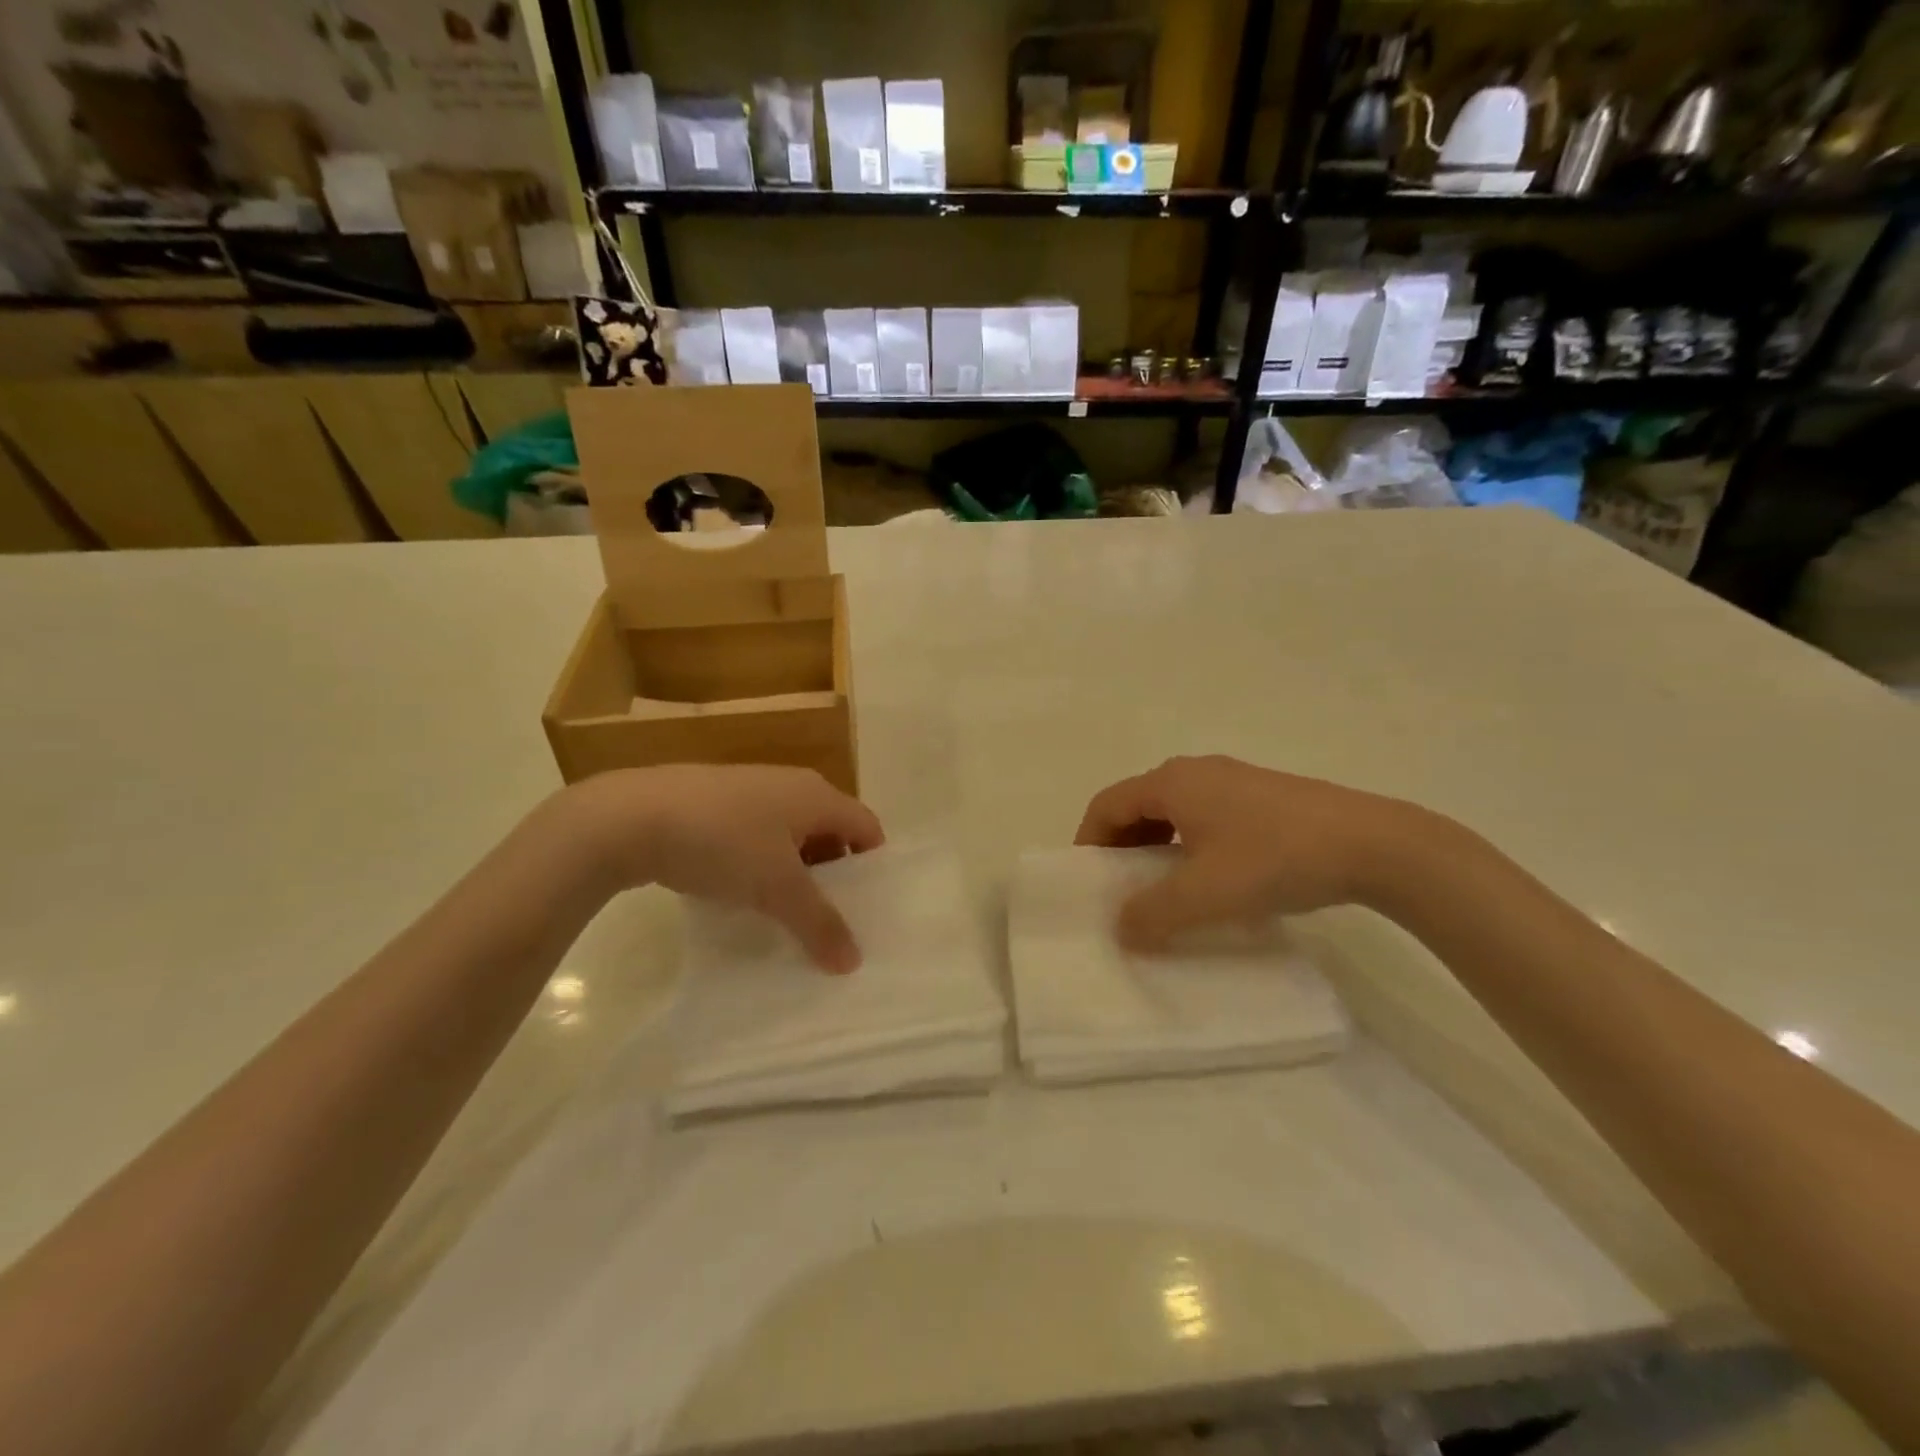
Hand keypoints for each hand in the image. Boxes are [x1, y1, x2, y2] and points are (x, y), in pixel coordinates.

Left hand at [560, 764, 884, 972]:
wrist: (631, 817)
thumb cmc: (723, 843)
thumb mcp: (778, 888)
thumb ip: (819, 923)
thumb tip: (852, 962)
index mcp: (817, 795)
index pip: (867, 826)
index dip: (874, 865)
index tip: (870, 906)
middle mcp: (790, 784)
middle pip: (831, 830)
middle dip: (835, 874)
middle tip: (831, 918)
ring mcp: (750, 790)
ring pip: (790, 834)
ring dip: (796, 871)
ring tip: (787, 912)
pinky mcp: (715, 802)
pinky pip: (756, 834)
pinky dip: (762, 863)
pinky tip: (743, 893)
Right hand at [1074, 755, 1420, 948]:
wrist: (1372, 843)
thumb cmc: (1274, 859)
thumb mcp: (1204, 894)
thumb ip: (1152, 914)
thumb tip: (1120, 929)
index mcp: (1172, 782)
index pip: (1107, 804)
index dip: (1089, 841)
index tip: (1088, 883)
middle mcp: (1196, 771)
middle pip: (1137, 804)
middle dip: (1121, 847)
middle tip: (1121, 890)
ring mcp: (1233, 780)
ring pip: (1174, 812)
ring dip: (1156, 848)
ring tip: (1164, 889)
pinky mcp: (1263, 796)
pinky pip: (1205, 816)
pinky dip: (1188, 845)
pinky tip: (1211, 878)